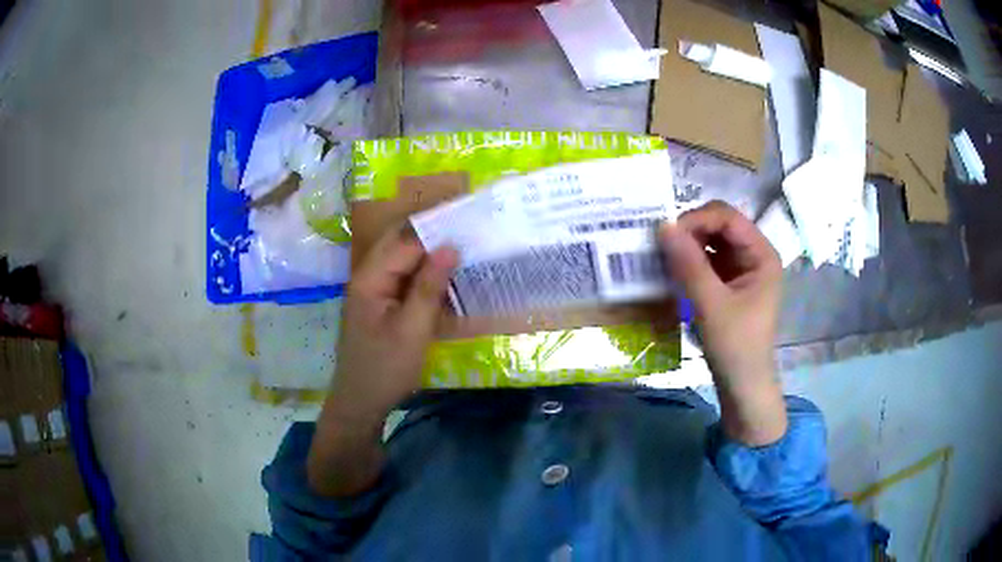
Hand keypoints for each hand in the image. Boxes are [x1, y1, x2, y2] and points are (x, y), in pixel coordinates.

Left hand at [308, 228, 456, 496]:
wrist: (361, 402)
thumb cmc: (385, 369)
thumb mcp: (412, 330)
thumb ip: (429, 287)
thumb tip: (450, 246)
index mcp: (370, 278)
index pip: (405, 240)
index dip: (436, 228)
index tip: (469, 220)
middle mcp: (368, 276)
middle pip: (400, 243)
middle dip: (433, 235)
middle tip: (470, 232)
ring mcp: (373, 290)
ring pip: (403, 260)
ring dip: (430, 254)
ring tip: (465, 249)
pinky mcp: (381, 303)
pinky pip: (404, 279)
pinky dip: (425, 275)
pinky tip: (447, 278)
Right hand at [659, 201, 786, 444]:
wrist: (742, 386)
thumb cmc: (736, 347)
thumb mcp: (711, 305)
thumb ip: (689, 264)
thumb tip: (663, 226)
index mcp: (762, 254)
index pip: (728, 217)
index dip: (697, 219)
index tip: (666, 235)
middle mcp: (754, 255)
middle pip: (719, 225)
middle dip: (690, 230)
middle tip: (660, 245)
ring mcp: (741, 269)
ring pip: (711, 242)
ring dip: (687, 245)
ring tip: (661, 256)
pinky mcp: (729, 284)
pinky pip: (706, 260)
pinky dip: (688, 261)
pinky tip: (671, 270)